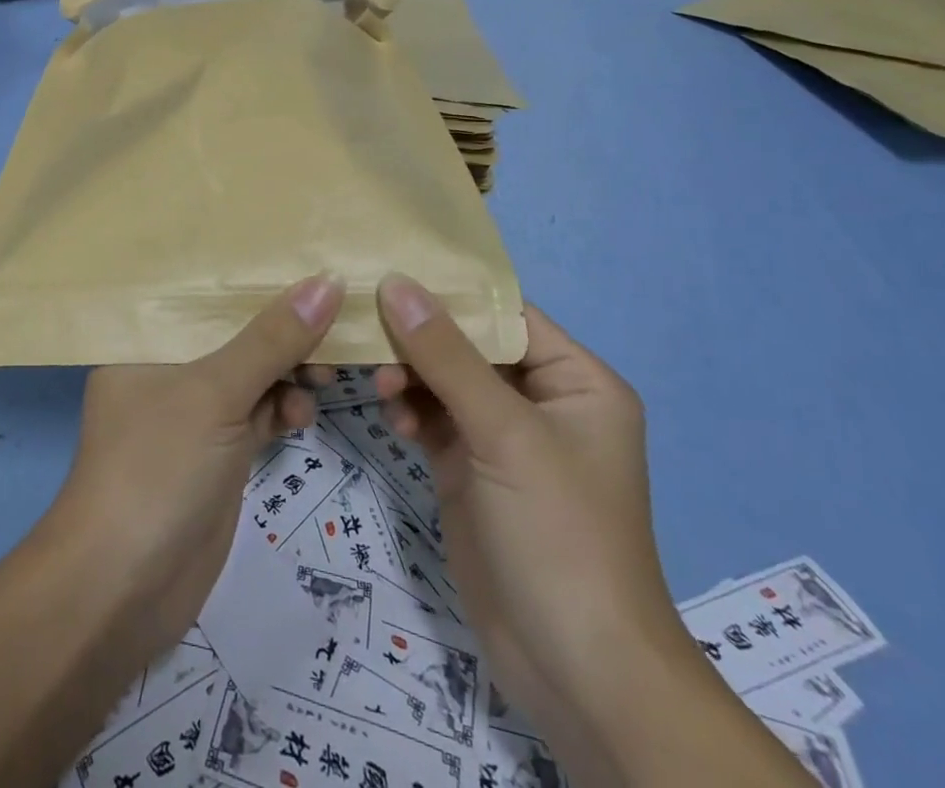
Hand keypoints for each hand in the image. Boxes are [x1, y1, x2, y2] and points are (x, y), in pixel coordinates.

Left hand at [49, 273, 344, 663]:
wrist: (123, 592)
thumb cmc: (157, 468)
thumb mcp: (215, 393)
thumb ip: (271, 340)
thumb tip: (329, 282)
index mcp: (143, 341)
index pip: (202, 295)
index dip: (251, 280)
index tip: (305, 263)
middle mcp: (164, 370)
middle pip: (231, 335)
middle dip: (280, 332)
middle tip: (332, 326)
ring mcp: (190, 416)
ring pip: (249, 377)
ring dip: (288, 373)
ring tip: (324, 376)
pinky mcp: (215, 456)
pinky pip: (256, 416)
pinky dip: (282, 411)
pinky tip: (304, 415)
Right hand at [370, 275, 685, 737]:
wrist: (576, 672)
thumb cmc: (559, 534)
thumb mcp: (505, 434)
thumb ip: (446, 354)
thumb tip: (396, 283)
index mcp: (576, 380)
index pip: (505, 313)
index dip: (450, 292)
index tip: (387, 273)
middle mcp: (542, 400)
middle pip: (469, 345)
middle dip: (420, 338)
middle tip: (368, 330)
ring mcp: (504, 438)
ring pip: (445, 380)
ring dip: (410, 376)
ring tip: (381, 385)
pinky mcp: (472, 469)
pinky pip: (434, 419)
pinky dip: (411, 412)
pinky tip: (394, 421)